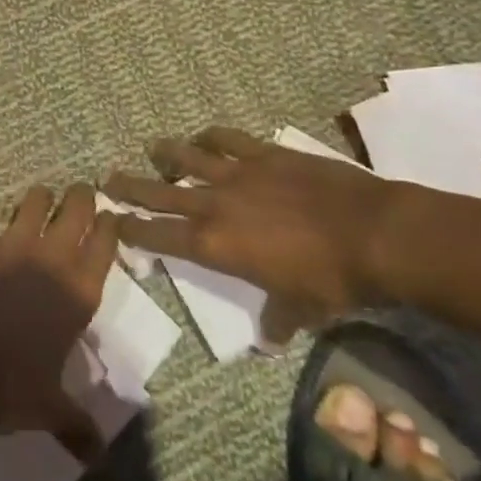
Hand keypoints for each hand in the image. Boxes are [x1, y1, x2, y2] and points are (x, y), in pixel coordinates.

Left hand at [0, 184, 119, 460]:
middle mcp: (51, 259)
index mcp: (78, 293)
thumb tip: (100, 457)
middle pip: (76, 207)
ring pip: (34, 199)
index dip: (110, 225)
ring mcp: (11, 244)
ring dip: (38, 198)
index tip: (111, 217)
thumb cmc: (6, 389)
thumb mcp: (48, 410)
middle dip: (81, 196)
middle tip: (80, 194)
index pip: (106, 243)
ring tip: (38, 200)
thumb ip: (77, 425)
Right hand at [102, 126, 396, 339]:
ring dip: (167, 154)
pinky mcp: (265, 153)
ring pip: (190, 158)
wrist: (371, 233)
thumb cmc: (332, 280)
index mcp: (217, 245)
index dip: (134, 229)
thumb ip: (278, 320)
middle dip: (132, 186)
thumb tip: (270, 343)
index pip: (161, 236)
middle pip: (162, 192)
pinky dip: (211, 137)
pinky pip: (229, 139)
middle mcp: (217, 204)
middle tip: (108, 177)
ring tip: (153, 148)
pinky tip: (205, 137)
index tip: (114, 221)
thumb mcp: (301, 309)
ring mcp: (240, 173)